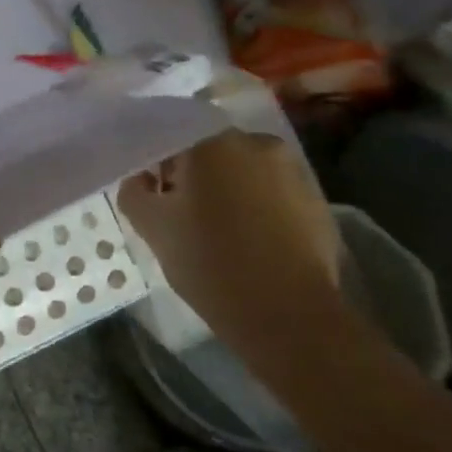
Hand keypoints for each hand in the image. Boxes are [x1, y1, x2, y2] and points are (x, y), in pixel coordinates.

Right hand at [116, 131, 341, 342]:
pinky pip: (271, 192)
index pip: (170, 133)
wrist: (289, 317)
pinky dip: (254, 206)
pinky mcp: (316, 201)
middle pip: (209, 149)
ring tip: (215, 229)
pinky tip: (247, 241)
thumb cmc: (211, 263)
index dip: (155, 161)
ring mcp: (292, 171)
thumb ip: (134, 191)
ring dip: (225, 188)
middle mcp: (257, 143)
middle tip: (179, 212)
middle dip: (191, 173)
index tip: (151, 191)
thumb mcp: (152, 227)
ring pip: (242, 170)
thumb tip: (144, 179)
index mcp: (212, 141)